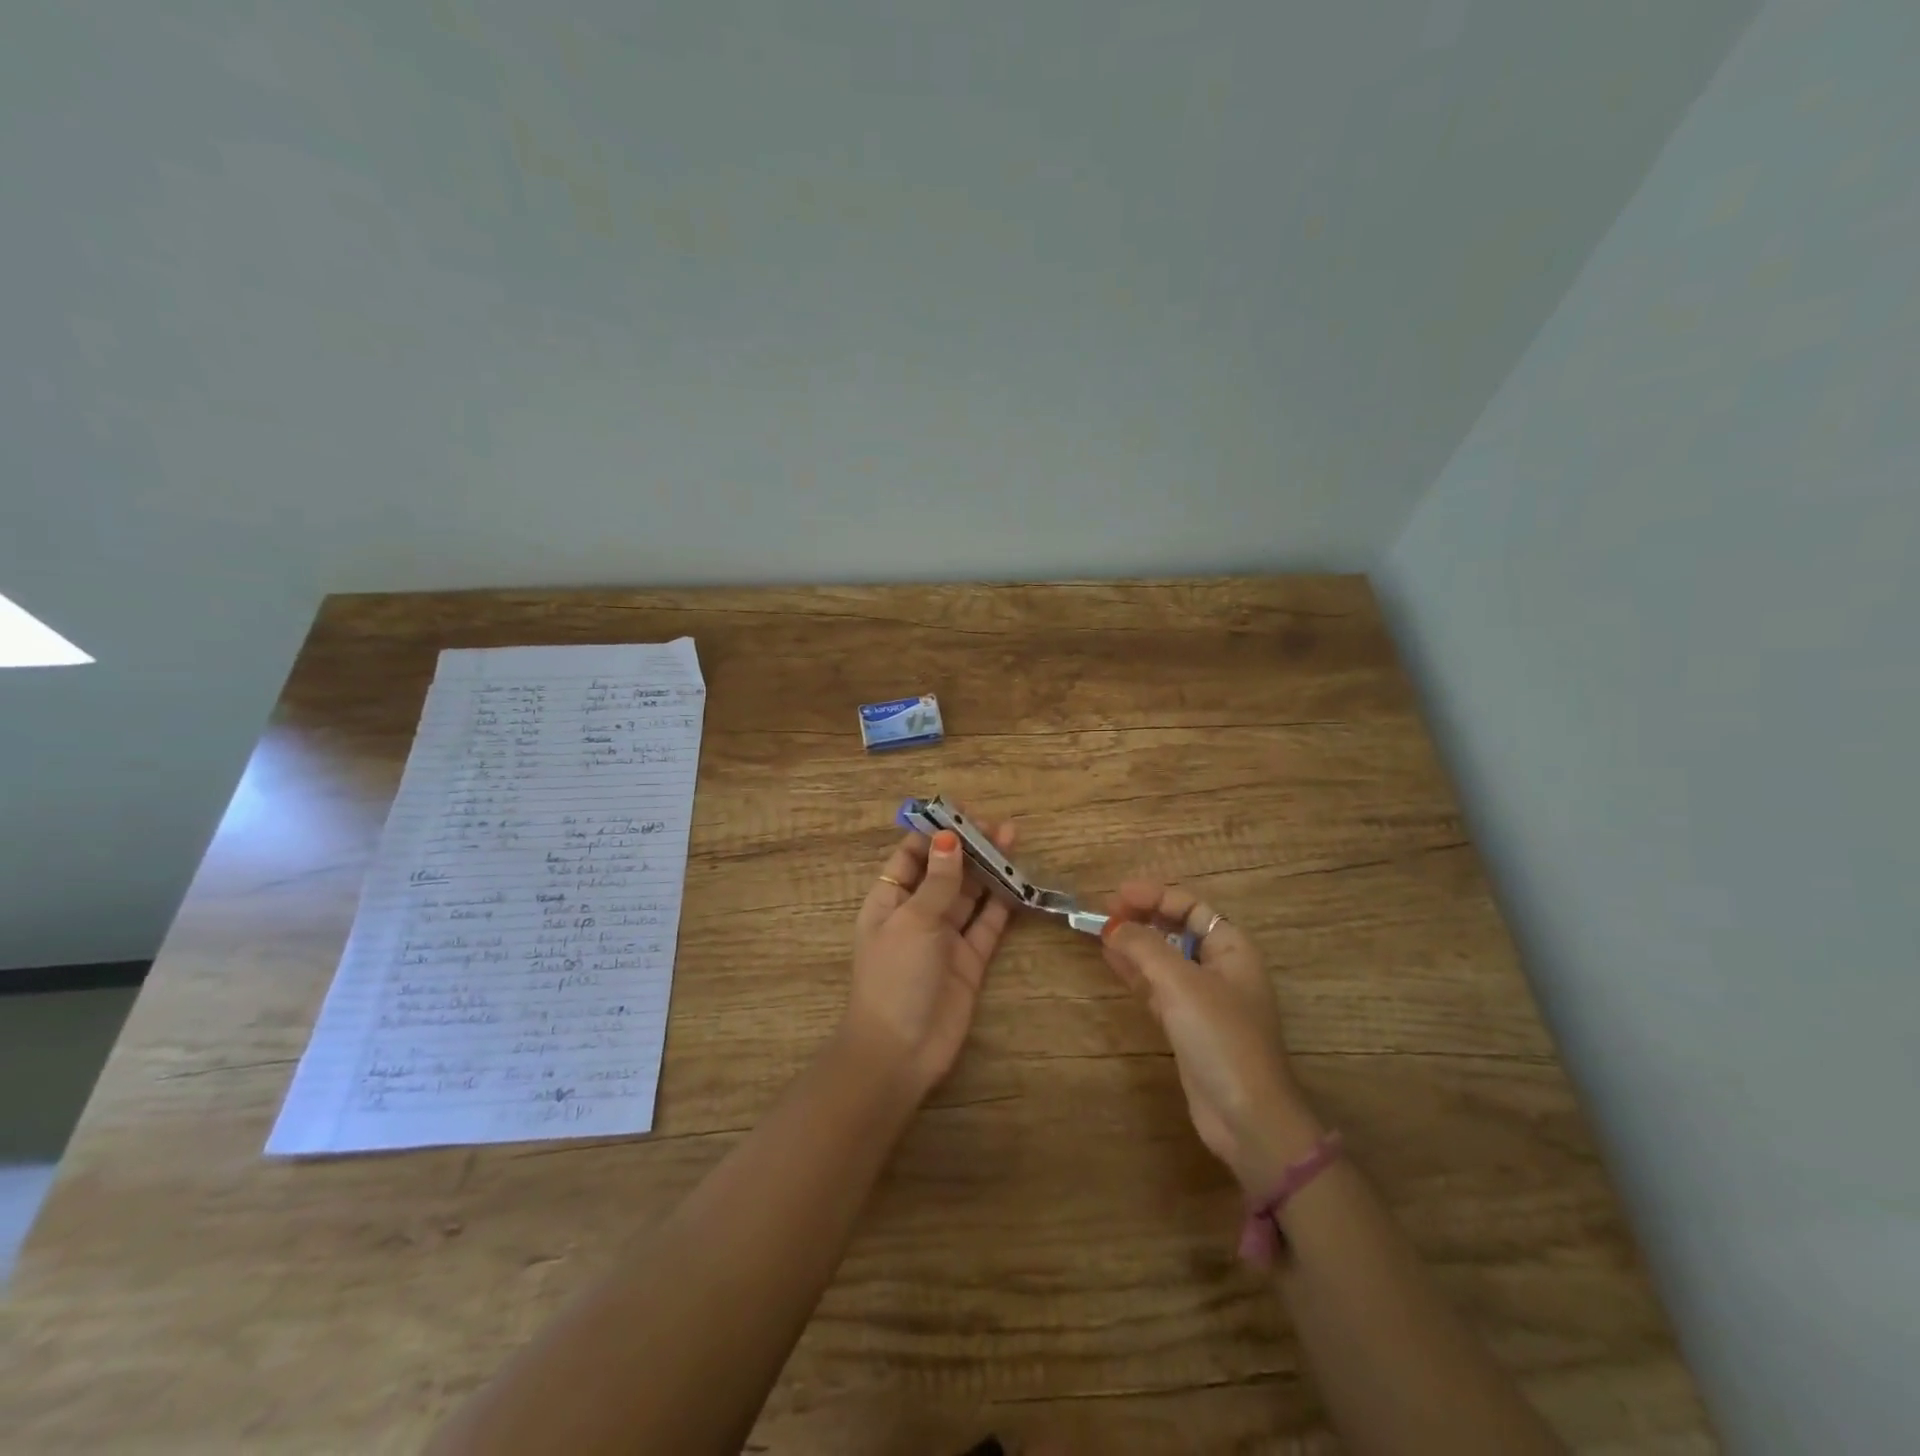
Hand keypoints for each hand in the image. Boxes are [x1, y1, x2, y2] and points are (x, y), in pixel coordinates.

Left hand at [843, 814, 1017, 1100]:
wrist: (900, 1051)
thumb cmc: (895, 976)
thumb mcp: (913, 921)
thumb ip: (938, 881)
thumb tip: (948, 837)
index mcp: (890, 899)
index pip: (912, 855)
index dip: (935, 833)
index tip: (962, 812)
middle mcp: (918, 913)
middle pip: (946, 871)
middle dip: (968, 846)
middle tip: (997, 824)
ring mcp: (945, 937)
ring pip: (970, 894)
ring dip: (988, 868)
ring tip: (1012, 839)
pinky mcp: (970, 960)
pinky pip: (988, 924)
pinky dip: (1002, 903)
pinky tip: (1019, 880)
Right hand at [1100, 880, 1321, 1193]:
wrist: (1246, 1117)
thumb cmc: (1221, 1037)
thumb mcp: (1180, 983)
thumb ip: (1144, 947)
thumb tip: (1113, 926)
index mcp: (1232, 948)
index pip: (1191, 906)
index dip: (1154, 895)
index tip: (1116, 895)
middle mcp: (1221, 968)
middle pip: (1177, 929)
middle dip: (1143, 918)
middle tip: (1105, 913)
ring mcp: (1205, 998)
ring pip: (1165, 958)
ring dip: (1135, 944)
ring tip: (1101, 934)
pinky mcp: (1189, 1026)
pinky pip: (1159, 986)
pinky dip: (1137, 973)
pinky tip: (1113, 963)